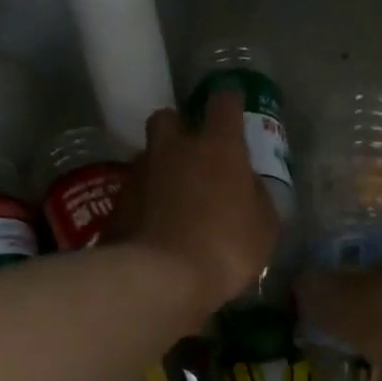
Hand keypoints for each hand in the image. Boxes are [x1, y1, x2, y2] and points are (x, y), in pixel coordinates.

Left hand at [117, 91, 278, 315]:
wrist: (159, 279)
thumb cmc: (225, 248)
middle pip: (169, 117)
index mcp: (217, 146)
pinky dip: (146, 199)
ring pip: (149, 154)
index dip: (230, 101)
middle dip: (180, 128)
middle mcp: (175, 148)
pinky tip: (156, 223)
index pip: (224, 102)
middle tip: (193, 153)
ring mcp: (140, 173)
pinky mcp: (117, 201)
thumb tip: (246, 183)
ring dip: (161, 166)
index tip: (234, 105)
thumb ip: (256, 196)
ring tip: (174, 196)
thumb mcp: (264, 227)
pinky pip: (136, 189)